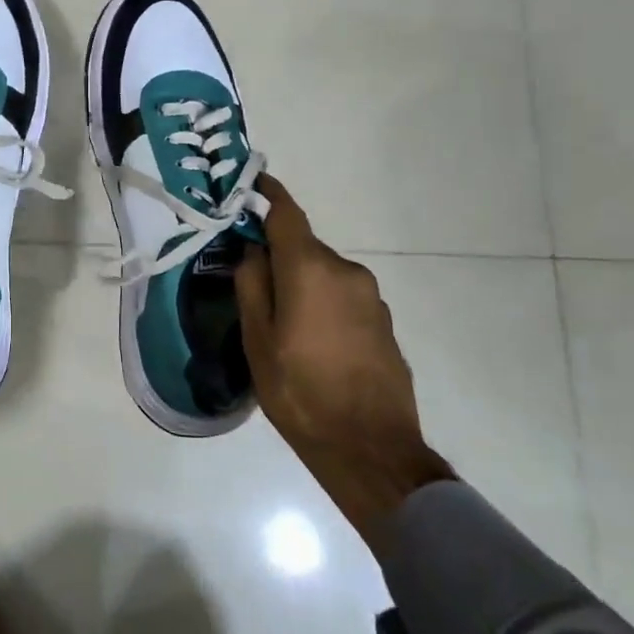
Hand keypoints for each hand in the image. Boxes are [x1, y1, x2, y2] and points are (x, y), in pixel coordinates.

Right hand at [235, 175, 454, 551]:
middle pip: (304, 247)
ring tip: (281, 322)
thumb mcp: (257, 340)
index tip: (250, 185)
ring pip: (323, 274)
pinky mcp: (383, 322)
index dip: (267, 195)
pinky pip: (343, 296)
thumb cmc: (300, 392)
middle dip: (278, 255)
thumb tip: (253, 251)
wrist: (371, 448)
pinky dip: (322, 303)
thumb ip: (252, 285)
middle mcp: (346, 271)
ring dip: (301, 283)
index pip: (287, 213)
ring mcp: (370, 297)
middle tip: (251, 281)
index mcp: (311, 269)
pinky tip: (312, 341)